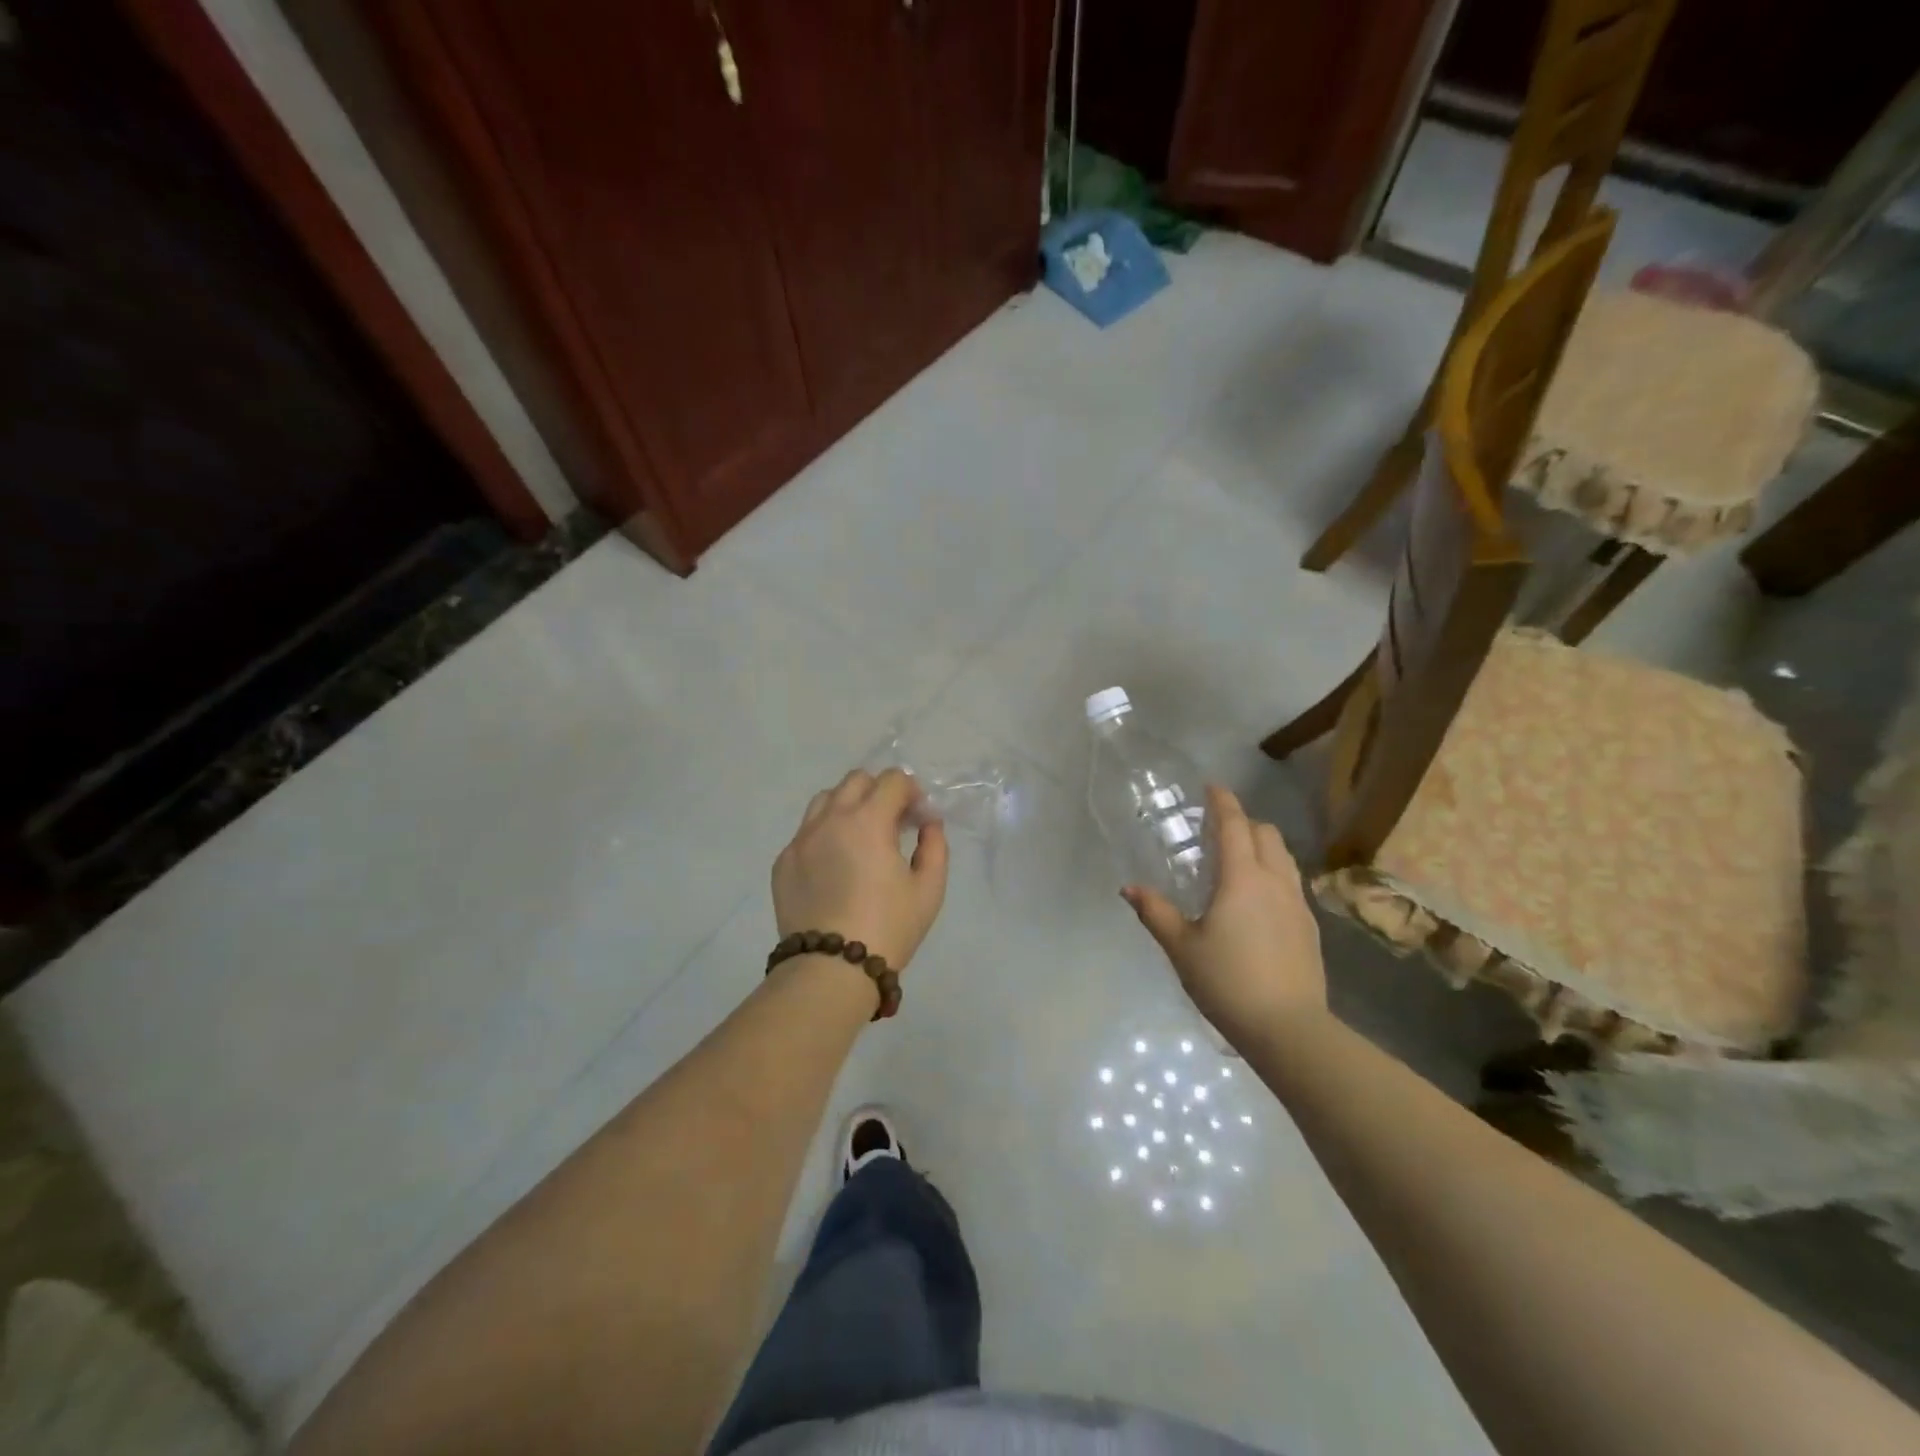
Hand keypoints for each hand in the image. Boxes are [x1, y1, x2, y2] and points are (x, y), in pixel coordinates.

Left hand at [773, 768, 949, 969]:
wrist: (830, 969)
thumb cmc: (888, 928)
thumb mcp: (929, 889)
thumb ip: (935, 846)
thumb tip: (928, 823)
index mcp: (868, 820)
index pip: (892, 780)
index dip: (912, 792)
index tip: (918, 819)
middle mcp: (830, 819)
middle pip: (856, 780)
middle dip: (879, 793)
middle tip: (892, 825)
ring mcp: (801, 839)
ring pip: (825, 800)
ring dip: (848, 807)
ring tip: (860, 839)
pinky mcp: (783, 862)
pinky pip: (806, 832)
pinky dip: (825, 835)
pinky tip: (835, 867)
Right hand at [1123, 784, 1325, 1044]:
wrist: (1289, 1029)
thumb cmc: (1228, 982)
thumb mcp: (1182, 947)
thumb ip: (1155, 912)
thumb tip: (1128, 888)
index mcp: (1242, 878)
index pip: (1235, 825)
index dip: (1223, 802)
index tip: (1212, 787)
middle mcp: (1275, 881)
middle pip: (1266, 834)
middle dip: (1244, 822)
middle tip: (1218, 830)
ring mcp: (1298, 904)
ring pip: (1284, 858)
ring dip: (1262, 847)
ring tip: (1238, 861)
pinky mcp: (1310, 927)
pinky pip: (1292, 883)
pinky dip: (1274, 874)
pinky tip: (1258, 900)